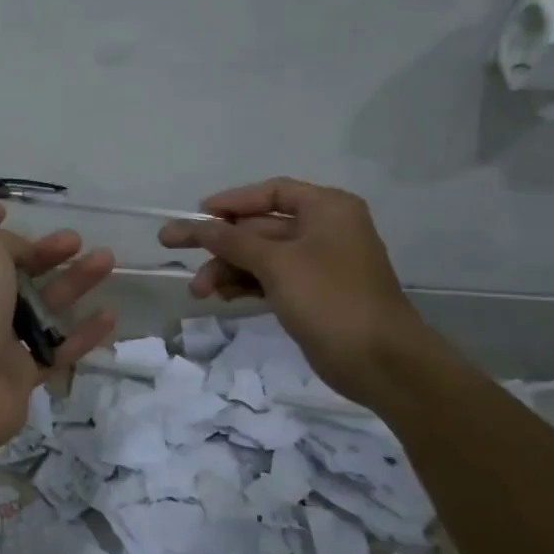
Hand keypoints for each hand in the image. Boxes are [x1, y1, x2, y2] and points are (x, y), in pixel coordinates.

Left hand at [0, 208, 115, 466]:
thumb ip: (4, 240)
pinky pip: (56, 350)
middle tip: (74, 240)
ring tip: (106, 260)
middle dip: (41, 252)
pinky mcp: (17, 375)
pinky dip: (82, 334)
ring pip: (37, 307)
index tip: (5, 211)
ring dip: (71, 282)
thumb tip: (22, 255)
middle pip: (6, 270)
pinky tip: (110, 316)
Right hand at [158, 178, 432, 408]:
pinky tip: (221, 297)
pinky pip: (269, 280)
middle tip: (173, 248)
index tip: (196, 213)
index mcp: (326, 209)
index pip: (271, 192)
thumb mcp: (277, 263)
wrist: (380, 361)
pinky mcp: (311, 295)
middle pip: (260, 227)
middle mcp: (324, 230)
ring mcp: (318, 264)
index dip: (232, 201)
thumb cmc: (331, 298)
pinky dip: (244, 285)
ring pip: (260, 257)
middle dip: (220, 245)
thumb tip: (197, 225)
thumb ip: (232, 241)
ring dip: (227, 269)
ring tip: (199, 291)